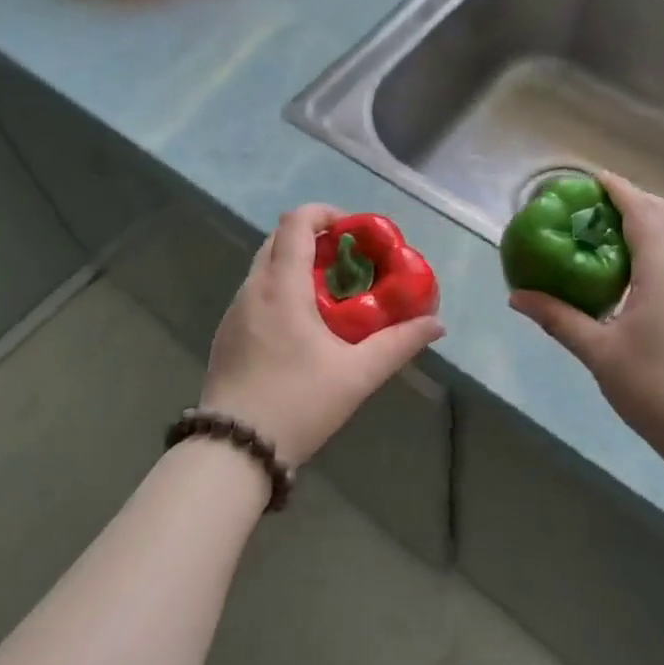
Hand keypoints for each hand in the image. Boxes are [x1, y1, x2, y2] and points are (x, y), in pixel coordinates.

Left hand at [203, 204, 446, 468]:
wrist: (232, 450)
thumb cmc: (297, 403)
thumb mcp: (357, 375)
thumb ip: (399, 344)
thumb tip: (436, 324)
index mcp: (281, 286)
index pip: (296, 221)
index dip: (326, 214)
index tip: (355, 233)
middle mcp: (253, 288)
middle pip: (280, 238)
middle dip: (316, 239)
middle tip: (350, 263)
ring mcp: (235, 310)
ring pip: (266, 265)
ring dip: (298, 265)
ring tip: (332, 295)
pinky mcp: (227, 332)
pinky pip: (257, 292)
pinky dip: (282, 288)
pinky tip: (304, 326)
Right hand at [509, 172, 663, 467]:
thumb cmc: (654, 388)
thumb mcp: (598, 352)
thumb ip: (558, 318)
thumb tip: (517, 297)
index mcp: (663, 272)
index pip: (643, 214)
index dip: (620, 190)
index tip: (593, 177)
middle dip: (636, 199)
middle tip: (598, 202)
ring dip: (651, 220)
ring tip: (612, 228)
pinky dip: (660, 243)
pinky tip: (634, 267)